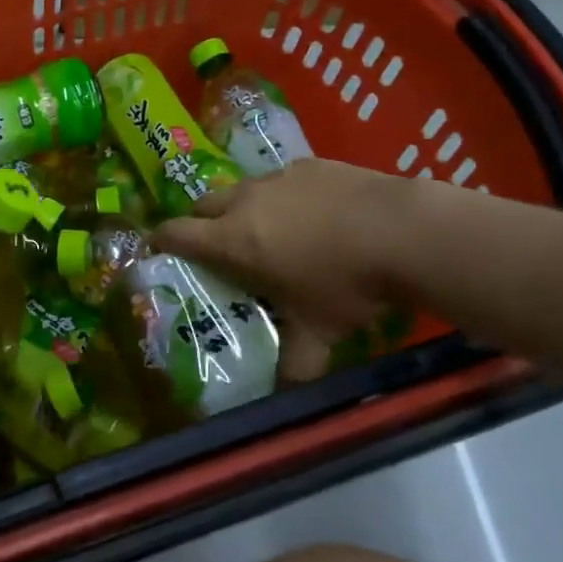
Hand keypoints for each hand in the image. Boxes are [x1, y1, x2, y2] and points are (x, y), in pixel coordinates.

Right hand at [153, 159, 415, 380]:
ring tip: (272, 231)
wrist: (403, 231)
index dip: (161, 240)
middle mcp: (245, 201)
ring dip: (244, 208)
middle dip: (202, 223)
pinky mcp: (311, 164)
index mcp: (232, 239)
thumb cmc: (347, 284)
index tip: (158, 249)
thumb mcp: (319, 332)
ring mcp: (278, 177)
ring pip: (243, 189)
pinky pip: (283, 178)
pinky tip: (316, 214)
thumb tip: (286, 397)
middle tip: (219, 247)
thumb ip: (296, 364)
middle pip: (203, 204)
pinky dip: (285, 196)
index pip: (175, 232)